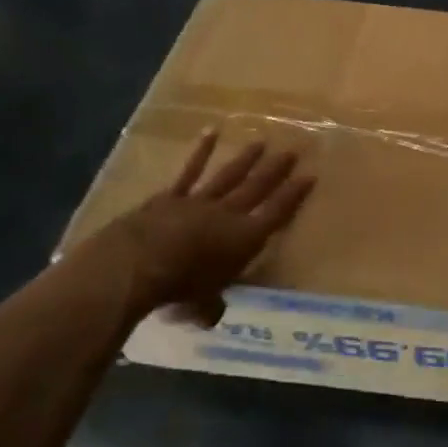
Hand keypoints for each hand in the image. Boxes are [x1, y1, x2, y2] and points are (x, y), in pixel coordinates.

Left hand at [94, 132, 313, 327]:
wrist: (137, 262)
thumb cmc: (178, 286)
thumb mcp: (202, 305)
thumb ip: (212, 306)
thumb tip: (213, 313)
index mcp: (244, 239)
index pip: (277, 213)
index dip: (294, 195)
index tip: (310, 176)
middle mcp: (227, 214)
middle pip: (257, 188)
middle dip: (276, 171)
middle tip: (292, 151)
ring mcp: (199, 202)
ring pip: (229, 176)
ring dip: (246, 160)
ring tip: (262, 142)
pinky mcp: (170, 197)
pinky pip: (189, 172)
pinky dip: (201, 152)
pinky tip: (211, 133)